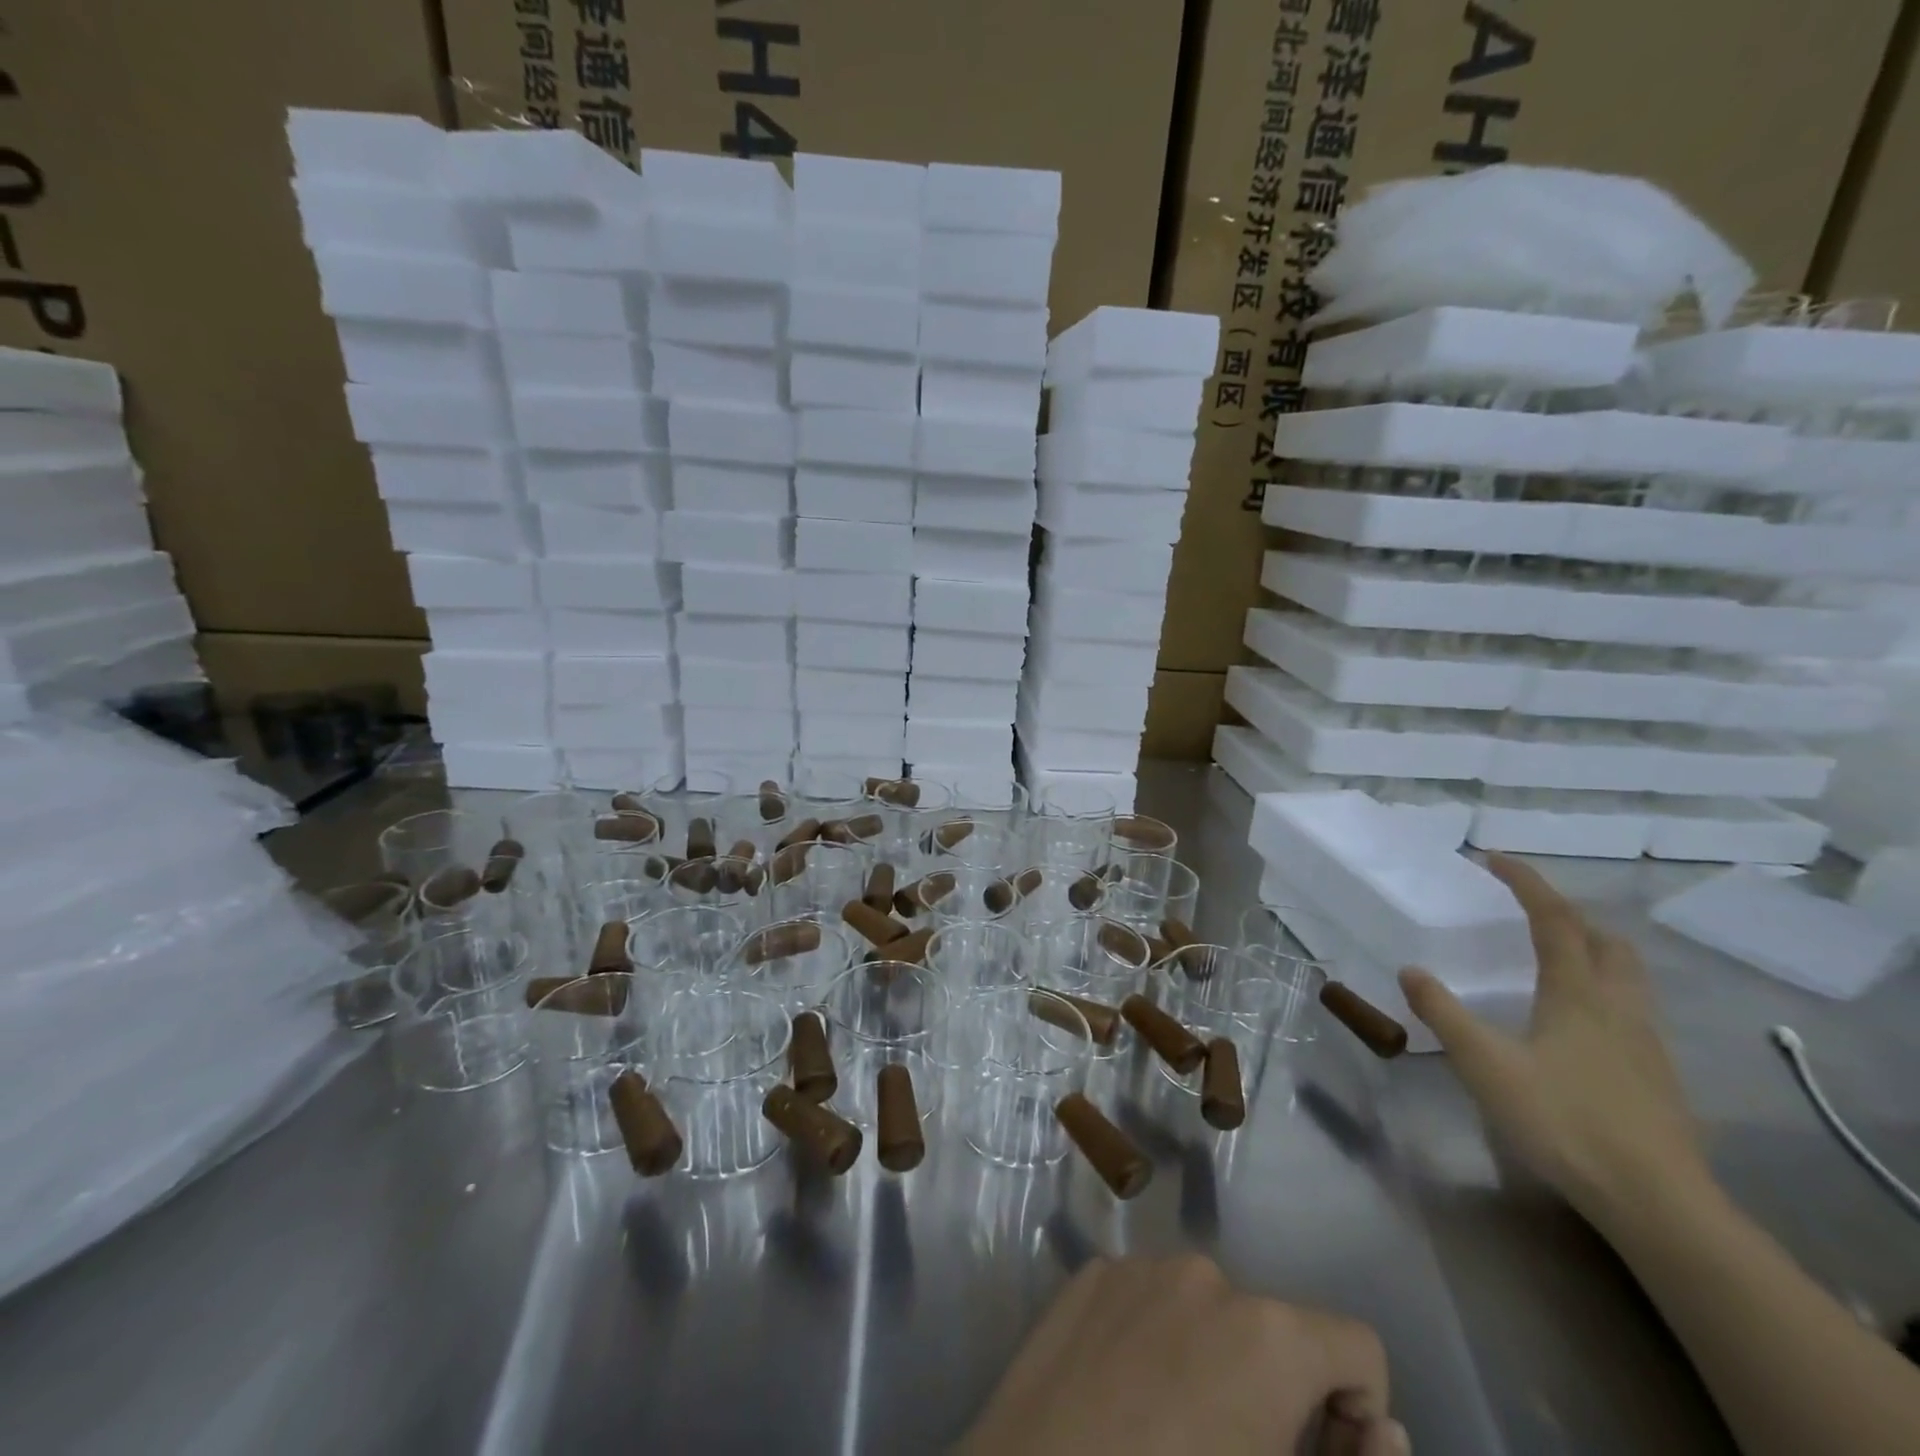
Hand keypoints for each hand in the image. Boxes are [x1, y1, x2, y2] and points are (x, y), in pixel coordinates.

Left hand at [957, 1254, 1405, 1455]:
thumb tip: (1383, 1430)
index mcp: (1266, 1332)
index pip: (1357, 1348)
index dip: (1357, 1418)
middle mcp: (1203, 1274)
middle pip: (1275, 1330)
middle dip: (1278, 1394)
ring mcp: (1136, 1266)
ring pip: (1207, 1313)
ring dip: (1213, 1364)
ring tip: (1170, 1437)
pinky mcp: (1086, 1276)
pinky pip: (1148, 1300)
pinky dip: (1155, 1342)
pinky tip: (1120, 1404)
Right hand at [1400, 854, 1707, 1228]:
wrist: (1657, 1202)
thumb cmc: (1563, 1120)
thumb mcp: (1485, 1064)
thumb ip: (1444, 1013)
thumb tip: (1411, 970)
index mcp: (1578, 993)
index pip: (1554, 919)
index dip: (1526, 883)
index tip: (1495, 858)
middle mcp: (1619, 1006)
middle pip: (1606, 941)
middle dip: (1570, 914)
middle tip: (1530, 911)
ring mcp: (1647, 1042)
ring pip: (1627, 975)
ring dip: (1592, 949)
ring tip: (1555, 957)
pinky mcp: (1658, 1076)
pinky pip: (1632, 1009)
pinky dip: (1604, 990)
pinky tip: (1580, 1022)